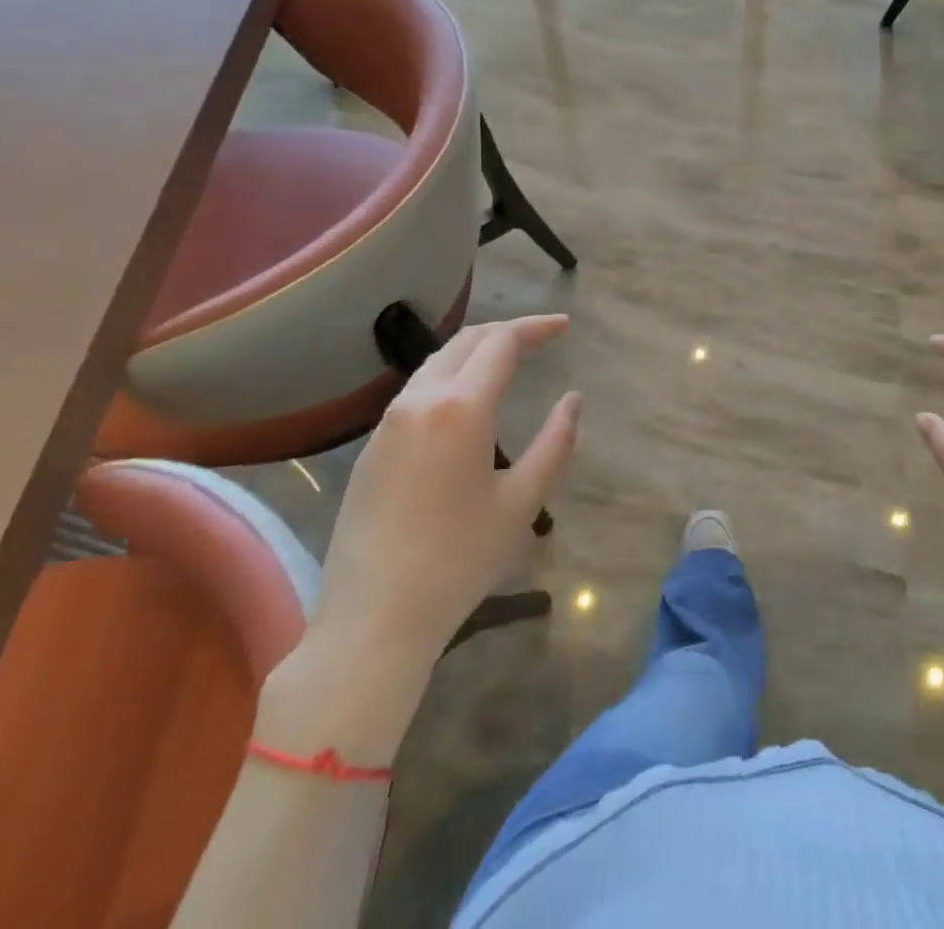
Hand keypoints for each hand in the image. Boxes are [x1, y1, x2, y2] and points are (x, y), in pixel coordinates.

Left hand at [263, 315, 579, 761]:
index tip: (564, 327)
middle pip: (465, 341)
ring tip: (507, 361)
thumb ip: (555, 444)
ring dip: (474, 351)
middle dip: (506, 331)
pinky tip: (465, 403)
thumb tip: (572, 401)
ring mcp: (388, 423)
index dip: (535, 327)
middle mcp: (420, 401)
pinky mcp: (371, 448)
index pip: (501, 342)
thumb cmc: (459, 560)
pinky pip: (416, 392)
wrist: (373, 618)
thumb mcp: (522, 503)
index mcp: (461, 408)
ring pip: (436, 363)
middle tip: (541, 337)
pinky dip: (450, 377)